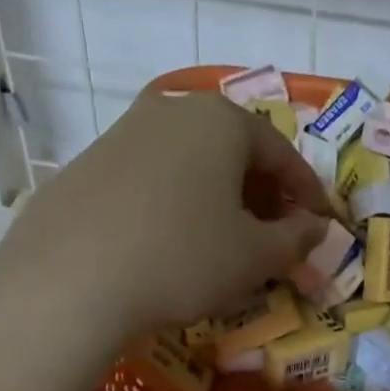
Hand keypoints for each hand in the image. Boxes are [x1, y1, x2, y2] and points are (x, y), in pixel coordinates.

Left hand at [0, 90, 332, 338]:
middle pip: (235, 152)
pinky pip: (152, 179)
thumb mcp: (255, 256)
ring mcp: (123, 133)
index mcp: (222, 120)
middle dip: (262, 194)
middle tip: (274, 235)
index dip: (308, 193)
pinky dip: (176, 204)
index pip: (282, 154)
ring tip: (224, 241)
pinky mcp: (87, 164)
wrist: (69, 280)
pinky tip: (171, 243)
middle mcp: (172, 110)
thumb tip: (315, 227)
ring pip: (191, 163)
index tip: (321, 224)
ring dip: (219, 199)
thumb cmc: (183, 257)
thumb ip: (296, 239)